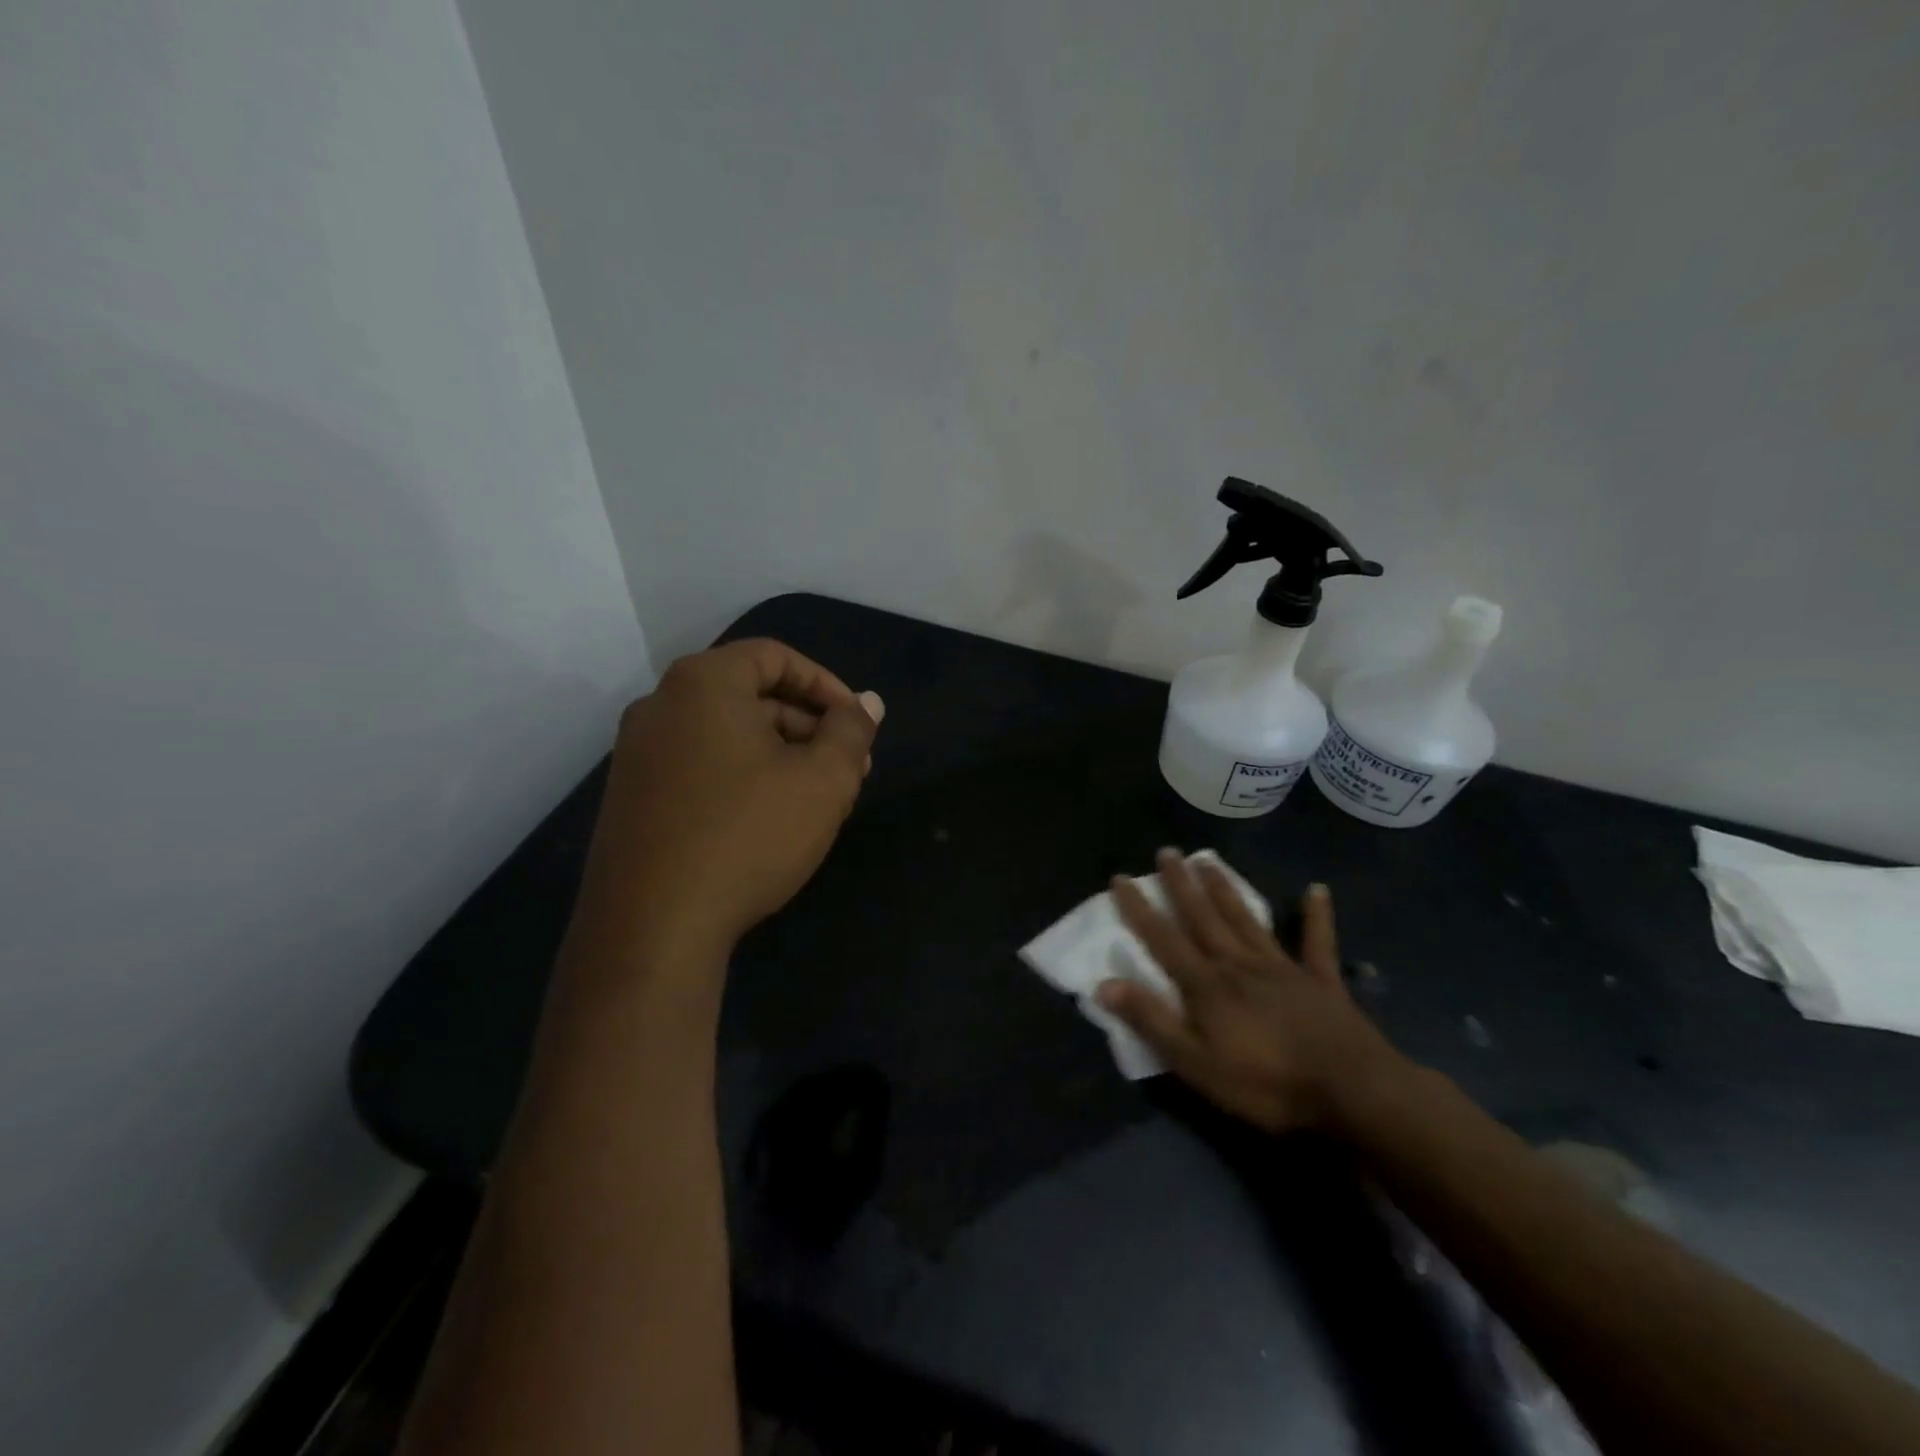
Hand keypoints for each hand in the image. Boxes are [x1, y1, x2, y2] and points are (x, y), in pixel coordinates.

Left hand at [569, 639, 882, 975]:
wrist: (653, 927)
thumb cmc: (749, 835)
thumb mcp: (823, 780)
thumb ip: (851, 731)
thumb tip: (868, 703)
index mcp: (703, 683)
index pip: (775, 657)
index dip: (827, 686)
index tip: (856, 725)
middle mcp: (660, 705)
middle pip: (751, 696)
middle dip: (809, 728)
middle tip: (849, 770)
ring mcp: (637, 754)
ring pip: (728, 736)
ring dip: (781, 757)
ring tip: (818, 803)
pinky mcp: (631, 798)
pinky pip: (700, 768)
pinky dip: (743, 779)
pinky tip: (770, 824)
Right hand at [1096, 850, 1406, 1133]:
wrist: (1352, 1091)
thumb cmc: (1267, 1083)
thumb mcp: (1196, 1063)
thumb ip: (1152, 1021)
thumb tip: (1104, 983)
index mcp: (1207, 985)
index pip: (1163, 939)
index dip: (1139, 909)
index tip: (1121, 878)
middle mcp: (1239, 964)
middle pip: (1203, 917)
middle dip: (1181, 885)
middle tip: (1167, 852)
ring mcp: (1282, 968)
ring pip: (1246, 919)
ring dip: (1225, 889)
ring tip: (1208, 861)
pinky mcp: (1321, 980)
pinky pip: (1317, 942)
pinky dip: (1317, 916)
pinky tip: (1317, 890)